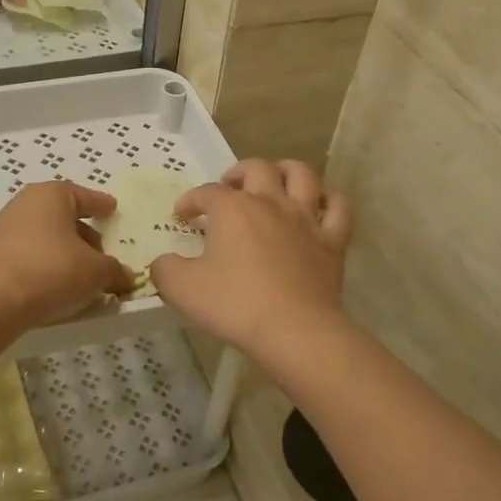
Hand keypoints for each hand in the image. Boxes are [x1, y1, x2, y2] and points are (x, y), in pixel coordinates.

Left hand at [0, 181, 134, 331]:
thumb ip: (114, 271)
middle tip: (100, 256)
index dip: (100, 204)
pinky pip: (22, 258)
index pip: (82, 195)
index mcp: (50, 196)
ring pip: (40, 238)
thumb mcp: (95, 273)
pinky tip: (48, 289)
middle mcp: (21, 205)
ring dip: (60, 254)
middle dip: (82, 235)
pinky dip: (39, 268)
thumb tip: (124, 276)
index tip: (112, 208)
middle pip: (60, 217)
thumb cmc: (49, 272)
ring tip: (76, 278)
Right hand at [149, 159, 354, 361]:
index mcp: (232, 208)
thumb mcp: (181, 290)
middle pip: (256, 169)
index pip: (206, 193)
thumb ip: (165, 270)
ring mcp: (305, 219)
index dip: (190, 201)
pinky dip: (328, 200)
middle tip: (228, 189)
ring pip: (302, 175)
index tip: (182, 216)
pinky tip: (318, 206)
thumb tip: (163, 262)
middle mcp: (270, 202)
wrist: (294, 331)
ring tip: (275, 180)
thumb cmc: (234, 304)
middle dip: (238, 173)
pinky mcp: (332, 241)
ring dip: (286, 170)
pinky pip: (337, 209)